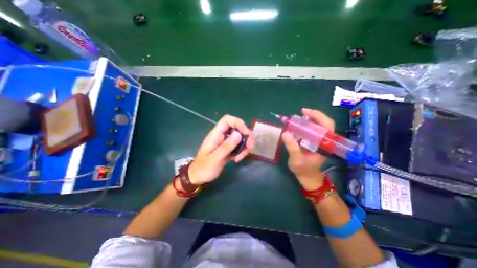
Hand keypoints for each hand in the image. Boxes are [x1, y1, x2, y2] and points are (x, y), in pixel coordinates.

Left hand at [187, 114, 252, 184]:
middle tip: (249, 148)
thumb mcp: (215, 159)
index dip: (238, 123)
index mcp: (216, 134)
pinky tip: (237, 159)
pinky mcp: (228, 148)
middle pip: (237, 128)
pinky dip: (242, 151)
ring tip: (241, 157)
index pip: (227, 120)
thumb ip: (226, 146)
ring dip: (245, 146)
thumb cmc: (203, 168)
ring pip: (240, 137)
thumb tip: (239, 134)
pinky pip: (239, 145)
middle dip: (246, 136)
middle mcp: (222, 136)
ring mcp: (225, 142)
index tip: (246, 134)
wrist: (198, 176)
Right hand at [282, 108, 334, 189]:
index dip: (318, 116)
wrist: (307, 176)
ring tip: (298, 117)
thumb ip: (292, 148)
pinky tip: (298, 125)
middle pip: (324, 123)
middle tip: (301, 112)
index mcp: (325, 145)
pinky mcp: (314, 141)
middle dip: (314, 115)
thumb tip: (285, 133)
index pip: (327, 126)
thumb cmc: (303, 169)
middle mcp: (325, 141)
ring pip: (319, 125)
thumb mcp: (296, 160)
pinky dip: (306, 125)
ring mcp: (320, 140)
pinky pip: (312, 130)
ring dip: (309, 119)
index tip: (305, 111)